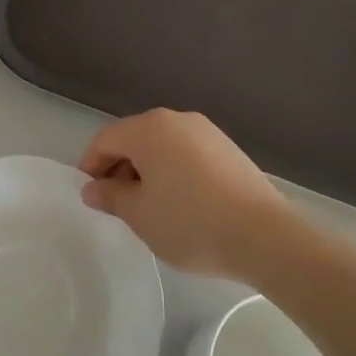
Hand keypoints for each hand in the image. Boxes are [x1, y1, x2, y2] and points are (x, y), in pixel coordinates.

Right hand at [78, 110, 294, 280]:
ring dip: (148, 171)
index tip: (90, 197)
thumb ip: (111, 197)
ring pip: (163, 146)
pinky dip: (174, 172)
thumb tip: (92, 188)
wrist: (264, 235)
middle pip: (134, 138)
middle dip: (119, 168)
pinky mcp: (228, 148)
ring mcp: (206, 131)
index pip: (105, 139)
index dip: (90, 166)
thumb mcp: (140, 215)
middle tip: (117, 205)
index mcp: (148, 129)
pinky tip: (182, 204)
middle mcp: (176, 119)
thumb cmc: (190, 222)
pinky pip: (187, 154)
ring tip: (150, 208)